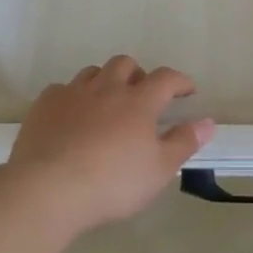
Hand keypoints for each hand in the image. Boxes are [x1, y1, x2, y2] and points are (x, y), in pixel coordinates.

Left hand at [8, 56, 215, 231]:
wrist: (48, 189)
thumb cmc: (112, 182)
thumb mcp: (159, 169)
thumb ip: (184, 142)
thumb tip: (208, 122)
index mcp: (139, 101)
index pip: (166, 78)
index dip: (180, 81)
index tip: (187, 91)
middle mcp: (107, 88)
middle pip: (125, 64)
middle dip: (138, 74)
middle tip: (142, 94)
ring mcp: (72, 93)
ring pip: (92, 72)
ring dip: (104, 81)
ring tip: (106, 102)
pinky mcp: (44, 105)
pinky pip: (61, 90)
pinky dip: (71, 97)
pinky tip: (71, 116)